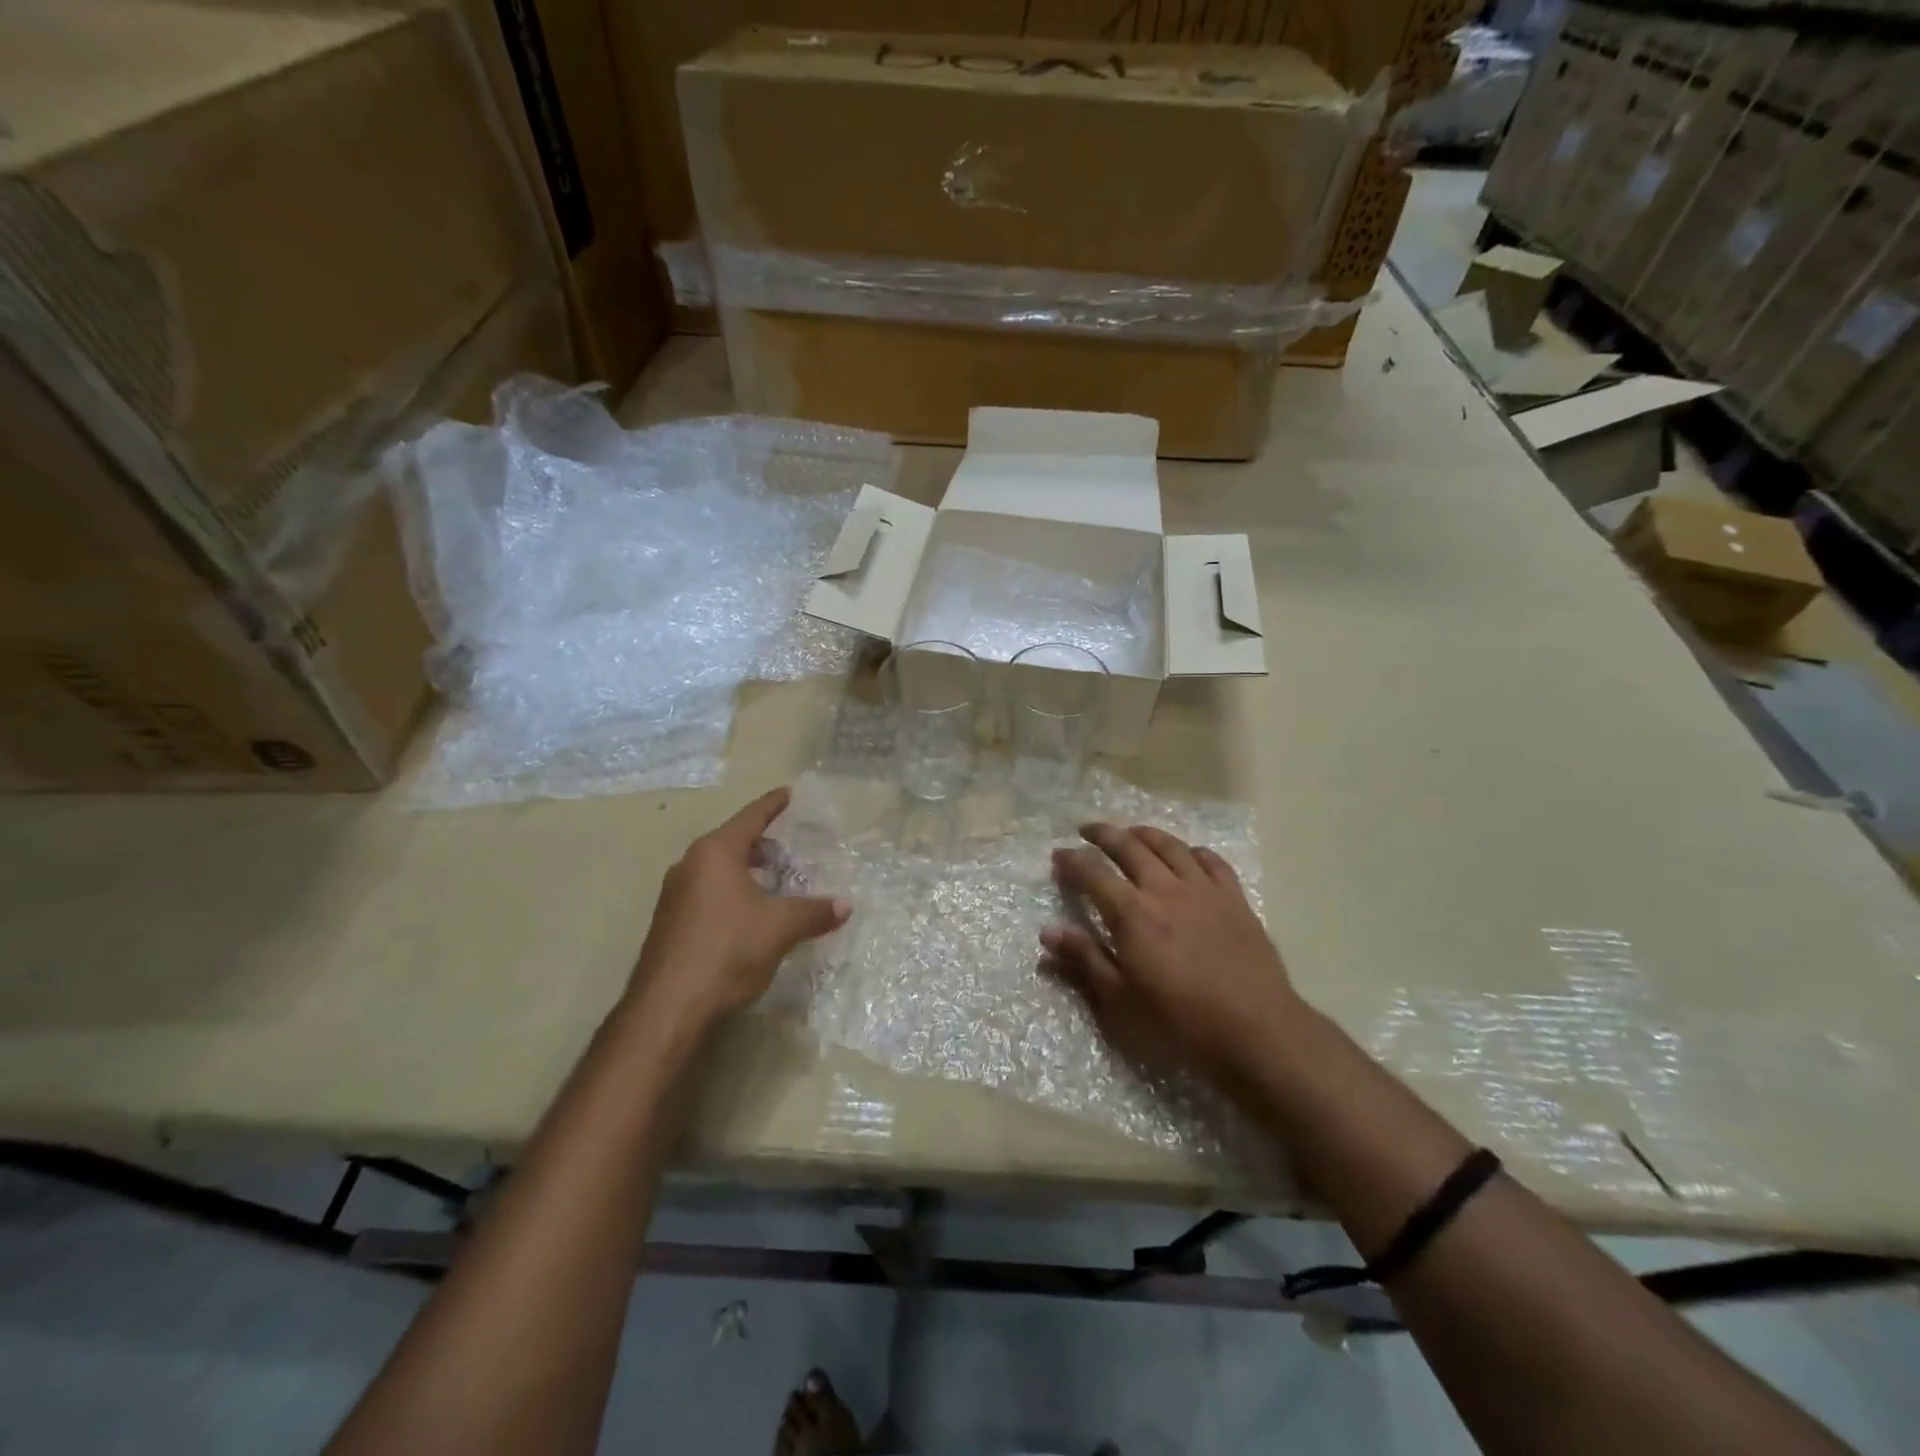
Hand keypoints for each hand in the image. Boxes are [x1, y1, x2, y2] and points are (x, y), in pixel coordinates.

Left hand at [627, 787, 850, 1026]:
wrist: (668, 1007)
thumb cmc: (728, 949)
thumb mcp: (780, 927)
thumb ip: (814, 912)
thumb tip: (845, 905)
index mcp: (715, 853)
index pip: (750, 817)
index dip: (772, 805)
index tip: (788, 793)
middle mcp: (690, 865)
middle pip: (732, 842)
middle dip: (763, 843)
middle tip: (791, 847)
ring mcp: (675, 895)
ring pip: (718, 870)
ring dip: (747, 870)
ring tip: (776, 881)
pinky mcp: (671, 923)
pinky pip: (708, 892)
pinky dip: (733, 892)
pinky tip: (751, 914)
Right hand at [1043, 823, 1301, 1084]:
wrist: (1256, 1032)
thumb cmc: (1180, 1024)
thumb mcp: (1120, 1003)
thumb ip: (1084, 960)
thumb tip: (1048, 932)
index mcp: (1132, 914)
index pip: (1093, 874)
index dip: (1072, 861)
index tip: (1058, 855)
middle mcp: (1165, 890)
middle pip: (1130, 847)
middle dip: (1104, 834)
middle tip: (1087, 829)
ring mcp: (1204, 890)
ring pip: (1170, 846)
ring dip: (1145, 834)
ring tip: (1130, 832)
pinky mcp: (1235, 900)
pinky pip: (1211, 861)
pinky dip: (1193, 851)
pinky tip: (1187, 854)